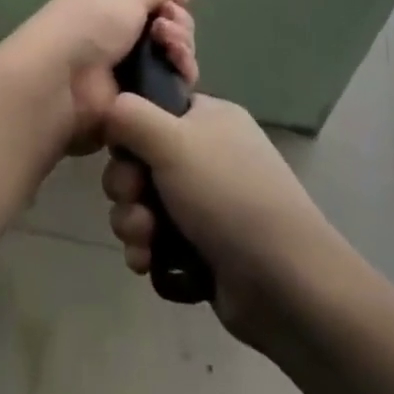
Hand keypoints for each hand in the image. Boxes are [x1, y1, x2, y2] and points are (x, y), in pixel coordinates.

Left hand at [0, 0, 198, 156]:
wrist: (59, 85)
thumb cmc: (87, 28)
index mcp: (110, 9)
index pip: (156, 6)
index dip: (171, 6)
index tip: (170, 10)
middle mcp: (120, 40)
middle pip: (170, 34)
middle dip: (179, 30)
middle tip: (167, 34)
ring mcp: (128, 76)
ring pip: (174, 63)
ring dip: (182, 54)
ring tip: (172, 54)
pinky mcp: (135, 108)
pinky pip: (170, 94)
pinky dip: (179, 82)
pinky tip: (179, 76)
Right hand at [102, 91, 338, 343]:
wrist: (285, 285)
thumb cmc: (227, 196)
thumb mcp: (173, 140)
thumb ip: (130, 115)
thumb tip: (109, 108)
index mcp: (209, 119)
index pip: (152, 109)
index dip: (129, 131)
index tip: (122, 150)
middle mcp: (207, 156)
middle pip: (140, 159)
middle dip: (126, 185)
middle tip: (134, 199)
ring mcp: (206, 204)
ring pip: (143, 202)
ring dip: (132, 221)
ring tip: (145, 240)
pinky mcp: (201, 248)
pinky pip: (155, 239)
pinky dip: (146, 249)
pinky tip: (148, 263)